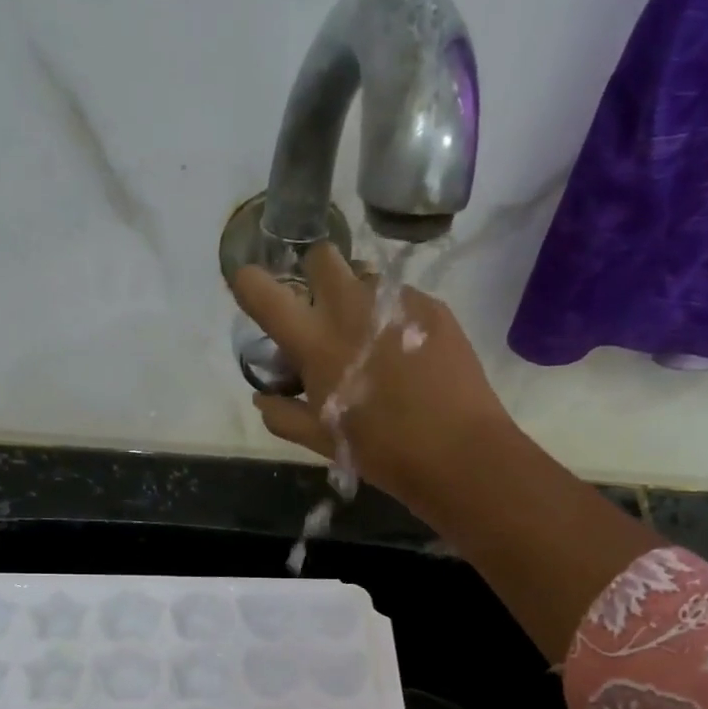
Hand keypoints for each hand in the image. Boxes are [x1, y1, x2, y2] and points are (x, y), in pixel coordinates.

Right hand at [229, 242, 514, 509]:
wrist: (458, 451)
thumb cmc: (382, 452)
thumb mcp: (323, 441)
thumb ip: (284, 415)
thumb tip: (262, 396)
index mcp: (315, 343)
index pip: (263, 292)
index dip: (249, 283)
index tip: (251, 289)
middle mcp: (350, 309)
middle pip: (321, 256)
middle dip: (315, 277)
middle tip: (324, 317)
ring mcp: (395, 302)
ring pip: (364, 277)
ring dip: (357, 300)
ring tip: (373, 342)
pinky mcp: (432, 306)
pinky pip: (401, 297)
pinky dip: (393, 317)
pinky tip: (409, 354)